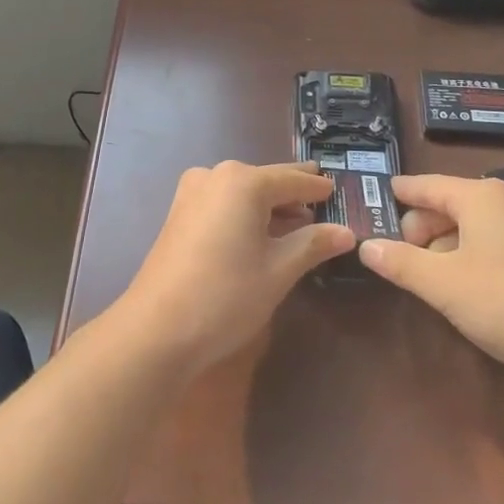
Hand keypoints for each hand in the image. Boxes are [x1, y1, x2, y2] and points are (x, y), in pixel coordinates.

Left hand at [115, 161, 354, 374]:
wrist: (157, 329)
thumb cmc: (226, 295)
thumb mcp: (279, 270)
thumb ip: (313, 244)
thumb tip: (346, 232)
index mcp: (244, 181)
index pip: (292, 179)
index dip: (316, 188)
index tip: (337, 189)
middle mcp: (216, 175)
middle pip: (265, 180)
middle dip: (293, 192)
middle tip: (321, 195)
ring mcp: (193, 192)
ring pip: (242, 191)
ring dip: (269, 204)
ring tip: (297, 220)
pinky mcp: (179, 213)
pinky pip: (223, 202)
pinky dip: (245, 212)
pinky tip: (260, 232)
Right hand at [358, 174, 503, 398]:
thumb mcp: (444, 285)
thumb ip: (401, 263)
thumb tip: (366, 246)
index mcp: (480, 196)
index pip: (426, 185)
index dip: (399, 193)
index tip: (376, 196)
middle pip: (449, 205)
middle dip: (421, 228)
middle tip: (398, 257)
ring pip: (473, 228)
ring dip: (446, 248)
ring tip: (428, 278)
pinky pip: (495, 246)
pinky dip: (472, 259)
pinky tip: (466, 289)